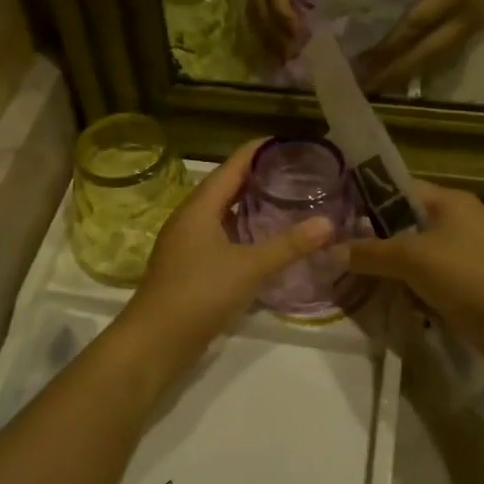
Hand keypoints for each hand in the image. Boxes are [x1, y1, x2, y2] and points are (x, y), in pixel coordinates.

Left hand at [119, 140, 335, 377]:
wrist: (155, 341)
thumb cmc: (199, 293)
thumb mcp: (249, 267)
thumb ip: (289, 245)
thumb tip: (328, 223)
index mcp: (199, 207)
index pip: (232, 166)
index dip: (258, 151)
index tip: (288, 142)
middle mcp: (190, 218)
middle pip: (226, 186)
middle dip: (258, 177)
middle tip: (296, 172)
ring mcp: (186, 243)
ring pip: (222, 213)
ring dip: (250, 205)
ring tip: (285, 200)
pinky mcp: (189, 266)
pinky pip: (220, 236)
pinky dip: (242, 230)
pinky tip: (263, 241)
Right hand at [248, 0, 344, 59]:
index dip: (287, 20)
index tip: (303, 38)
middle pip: (260, 12)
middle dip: (276, 37)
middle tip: (293, 60)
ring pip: (253, 15)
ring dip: (266, 38)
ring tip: (282, 59)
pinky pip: (254, 10)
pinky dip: (263, 29)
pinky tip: (275, 42)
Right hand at [344, 182, 483, 361]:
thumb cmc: (466, 276)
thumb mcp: (411, 259)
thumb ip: (368, 253)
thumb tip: (329, 252)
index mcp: (448, 200)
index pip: (397, 188)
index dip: (365, 200)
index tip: (334, 217)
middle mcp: (456, 219)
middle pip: (402, 223)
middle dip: (373, 240)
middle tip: (339, 254)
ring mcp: (463, 252)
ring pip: (413, 253)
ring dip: (389, 268)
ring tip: (356, 280)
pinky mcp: (466, 281)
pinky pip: (427, 278)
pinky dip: (409, 287)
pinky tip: (387, 300)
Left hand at [363, 0, 483, 92]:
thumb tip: (384, 5)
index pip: (415, 25)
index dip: (388, 44)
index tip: (362, 57)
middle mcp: (466, 18)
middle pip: (425, 52)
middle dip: (394, 70)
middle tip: (366, 84)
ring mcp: (474, 26)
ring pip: (436, 59)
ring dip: (407, 73)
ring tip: (380, 84)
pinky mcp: (476, 28)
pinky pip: (446, 54)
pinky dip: (423, 65)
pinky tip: (404, 73)